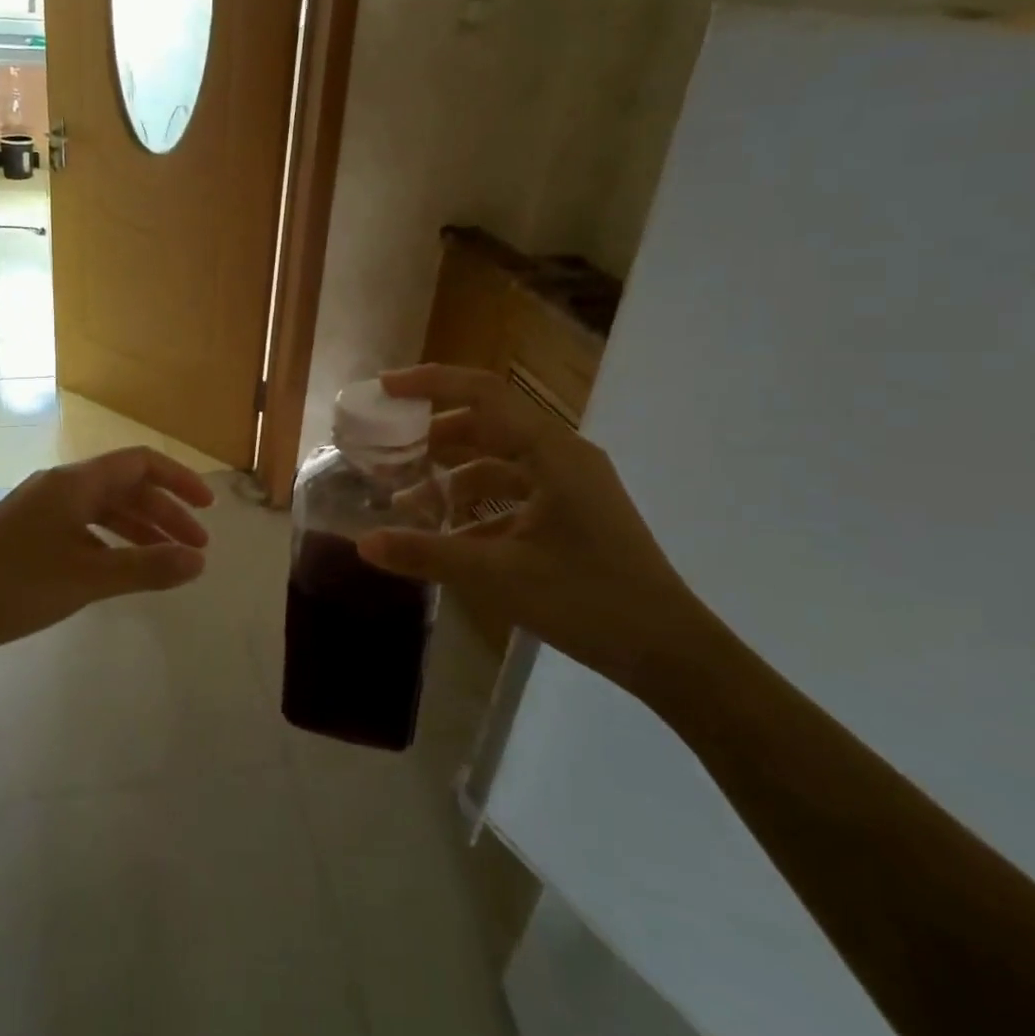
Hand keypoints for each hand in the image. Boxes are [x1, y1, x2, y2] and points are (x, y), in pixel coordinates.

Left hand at [0, 446, 215, 658]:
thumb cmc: (15, 586)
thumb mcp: (88, 577)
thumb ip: (146, 567)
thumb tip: (199, 561)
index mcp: (75, 482)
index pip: (140, 463)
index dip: (179, 480)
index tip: (208, 509)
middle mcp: (60, 486)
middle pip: (125, 486)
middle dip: (164, 513)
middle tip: (195, 549)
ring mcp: (41, 509)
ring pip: (104, 509)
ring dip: (139, 529)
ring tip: (167, 561)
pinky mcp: (28, 533)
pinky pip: (83, 527)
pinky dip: (111, 542)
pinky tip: (120, 568)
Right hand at [358, 365, 718, 693]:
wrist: (671, 653)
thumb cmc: (589, 601)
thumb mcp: (499, 575)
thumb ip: (427, 553)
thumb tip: (363, 543)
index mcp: (552, 452)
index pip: (483, 393)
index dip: (430, 382)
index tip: (385, 389)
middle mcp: (563, 456)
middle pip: (487, 424)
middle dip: (434, 434)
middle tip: (388, 447)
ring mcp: (571, 485)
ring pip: (499, 461)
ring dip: (453, 474)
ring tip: (408, 498)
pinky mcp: (574, 513)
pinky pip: (515, 493)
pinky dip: (479, 506)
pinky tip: (449, 536)